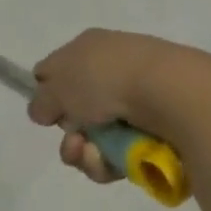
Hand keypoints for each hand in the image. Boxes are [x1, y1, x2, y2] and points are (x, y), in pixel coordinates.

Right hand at [27, 29, 191, 184]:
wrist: (168, 91)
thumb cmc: (106, 78)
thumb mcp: (59, 85)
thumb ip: (42, 99)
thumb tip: (41, 109)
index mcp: (89, 47)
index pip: (58, 68)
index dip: (47, 92)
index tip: (45, 113)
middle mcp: (111, 70)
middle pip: (76, 111)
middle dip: (69, 135)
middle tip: (73, 143)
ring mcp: (134, 100)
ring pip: (96, 138)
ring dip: (86, 154)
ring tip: (93, 156)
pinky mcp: (153, 129)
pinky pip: (120, 153)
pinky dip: (111, 162)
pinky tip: (113, 163)